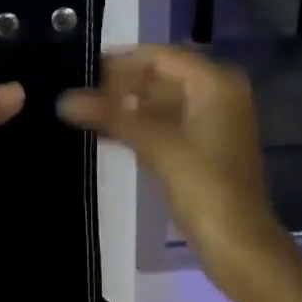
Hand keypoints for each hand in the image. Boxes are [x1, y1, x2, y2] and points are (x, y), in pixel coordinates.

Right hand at [58, 45, 289, 285]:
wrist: (238, 245)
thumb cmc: (204, 187)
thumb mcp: (157, 145)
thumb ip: (111, 116)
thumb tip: (63, 99)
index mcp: (215, 83)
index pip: (159, 56)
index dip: (120, 62)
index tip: (79, 68)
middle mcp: (217, 93)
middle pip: (160, 76)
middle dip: (120, 84)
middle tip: (76, 91)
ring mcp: (210, 121)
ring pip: (159, 101)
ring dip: (125, 106)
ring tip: (82, 110)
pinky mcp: (201, 147)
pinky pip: (164, 124)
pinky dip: (137, 125)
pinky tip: (104, 131)